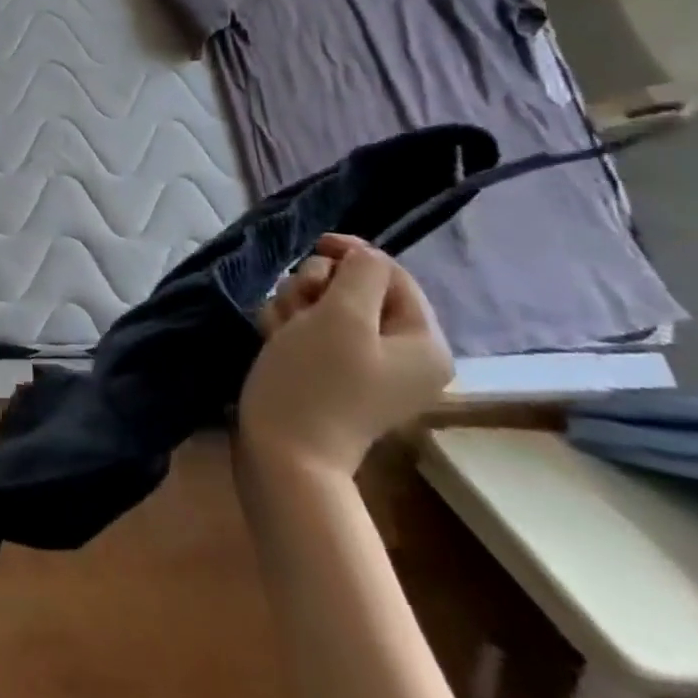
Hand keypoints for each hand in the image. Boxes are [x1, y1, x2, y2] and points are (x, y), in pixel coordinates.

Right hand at [237, 235, 452, 477]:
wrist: (283, 451)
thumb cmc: (316, 380)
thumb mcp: (343, 317)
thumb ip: (361, 273)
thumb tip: (362, 255)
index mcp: (422, 342)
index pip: (391, 274)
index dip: (353, 254)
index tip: (315, 247)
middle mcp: (400, 353)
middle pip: (354, 288)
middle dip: (316, 286)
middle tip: (298, 306)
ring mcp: (363, 365)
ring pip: (324, 305)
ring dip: (295, 305)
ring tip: (280, 329)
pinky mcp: (329, 372)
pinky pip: (309, 329)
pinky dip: (288, 326)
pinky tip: (274, 339)